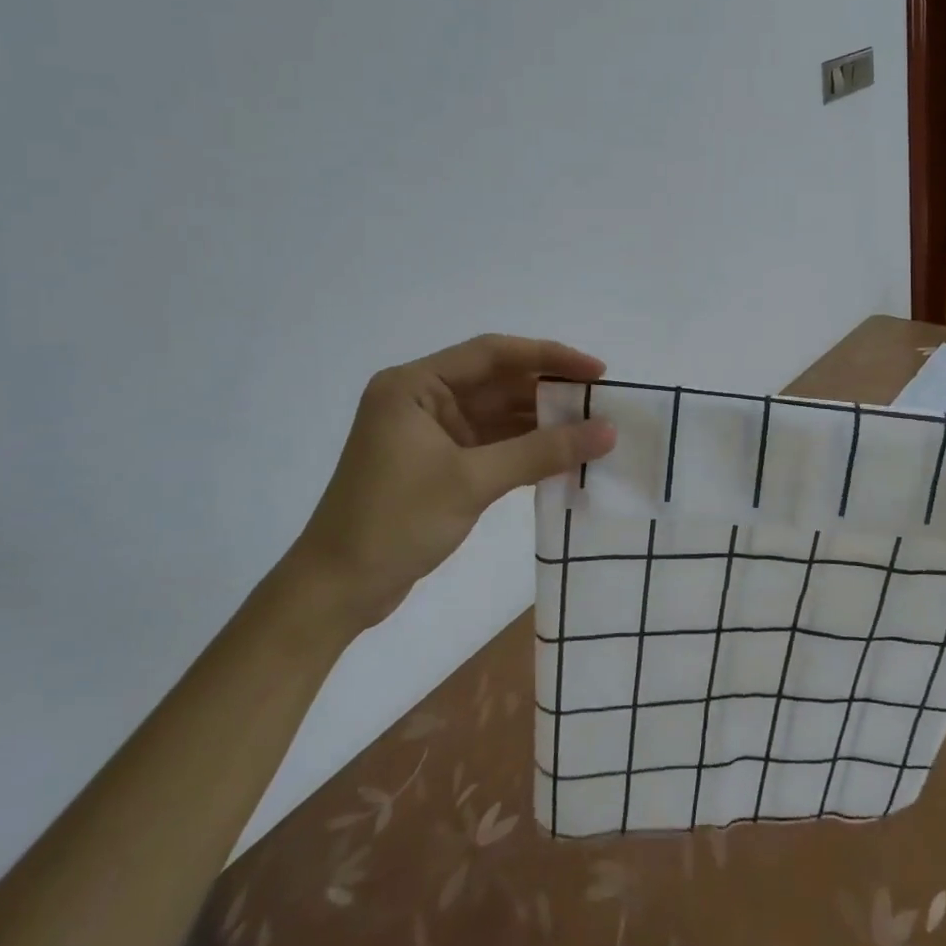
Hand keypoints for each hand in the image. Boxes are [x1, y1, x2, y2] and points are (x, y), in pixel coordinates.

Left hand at [272, 335, 615, 641]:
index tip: (597, 371)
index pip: (492, 354)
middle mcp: (422, 400)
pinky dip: (526, 451)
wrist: (337, 591)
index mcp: (414, 385)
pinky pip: (493, 446)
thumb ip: (542, 452)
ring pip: (499, 417)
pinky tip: (564, 459)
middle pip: (497, 383)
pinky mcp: (440, 465)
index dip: (548, 357)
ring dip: (542, 425)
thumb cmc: (394, 522)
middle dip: (549, 393)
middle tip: (603, 404)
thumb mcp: (472, 481)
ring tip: (593, 432)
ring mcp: (431, 434)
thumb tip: (608, 432)